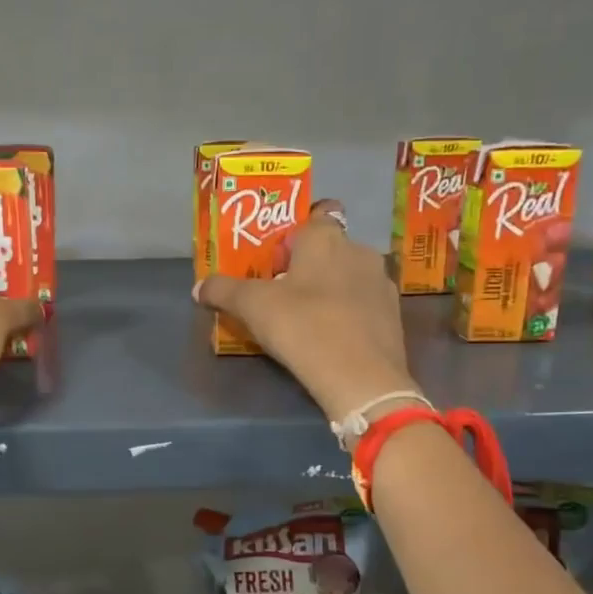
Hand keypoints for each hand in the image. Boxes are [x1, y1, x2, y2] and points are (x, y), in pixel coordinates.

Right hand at [195, 200, 418, 420]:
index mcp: (327, 238)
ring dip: (329, 290)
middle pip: (330, 248)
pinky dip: (347, 313)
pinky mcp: (393, 316)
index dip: (295, 234)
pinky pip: (362, 304)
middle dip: (308, 265)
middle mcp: (360, 251)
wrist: (362, 379)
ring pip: (348, 276)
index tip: (276, 259)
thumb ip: (223, 291)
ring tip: (305, 319)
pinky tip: (331, 338)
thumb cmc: (304, 327)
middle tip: (281, 292)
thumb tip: (199, 287)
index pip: (316, 214)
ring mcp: (381, 283)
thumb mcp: (252, 308)